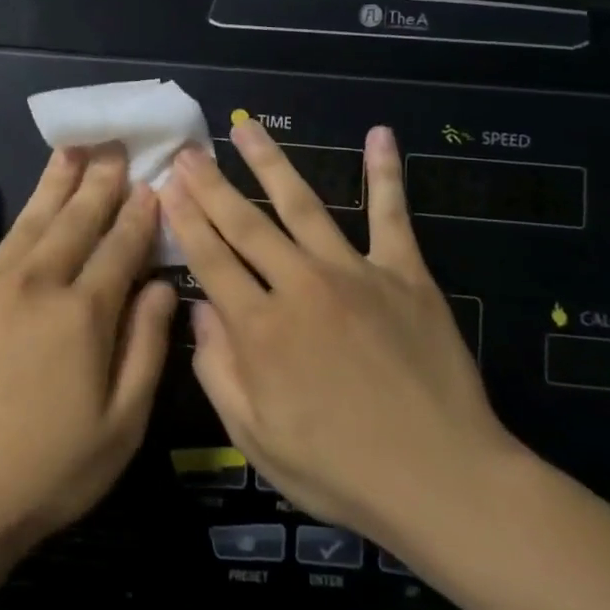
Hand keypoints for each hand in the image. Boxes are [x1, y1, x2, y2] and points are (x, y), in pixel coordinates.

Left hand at [0, 147, 177, 560]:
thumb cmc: (47, 472)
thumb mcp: (122, 426)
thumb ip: (147, 348)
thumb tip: (164, 285)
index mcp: (84, 315)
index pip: (121, 249)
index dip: (139, 215)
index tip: (152, 183)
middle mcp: (37, 285)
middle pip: (76, 222)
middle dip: (101, 183)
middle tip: (115, 147)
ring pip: (28, 222)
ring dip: (51, 183)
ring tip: (70, 149)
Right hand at [160, 122, 518, 555]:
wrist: (442, 482)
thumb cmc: (339, 470)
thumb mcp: (255, 438)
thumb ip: (217, 371)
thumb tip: (197, 313)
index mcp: (260, 328)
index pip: (209, 259)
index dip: (184, 219)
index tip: (166, 184)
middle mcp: (300, 287)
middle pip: (245, 224)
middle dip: (211, 184)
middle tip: (189, 150)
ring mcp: (355, 274)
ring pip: (302, 204)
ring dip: (270, 163)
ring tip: (247, 127)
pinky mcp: (405, 275)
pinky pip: (392, 215)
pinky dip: (386, 174)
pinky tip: (380, 135)